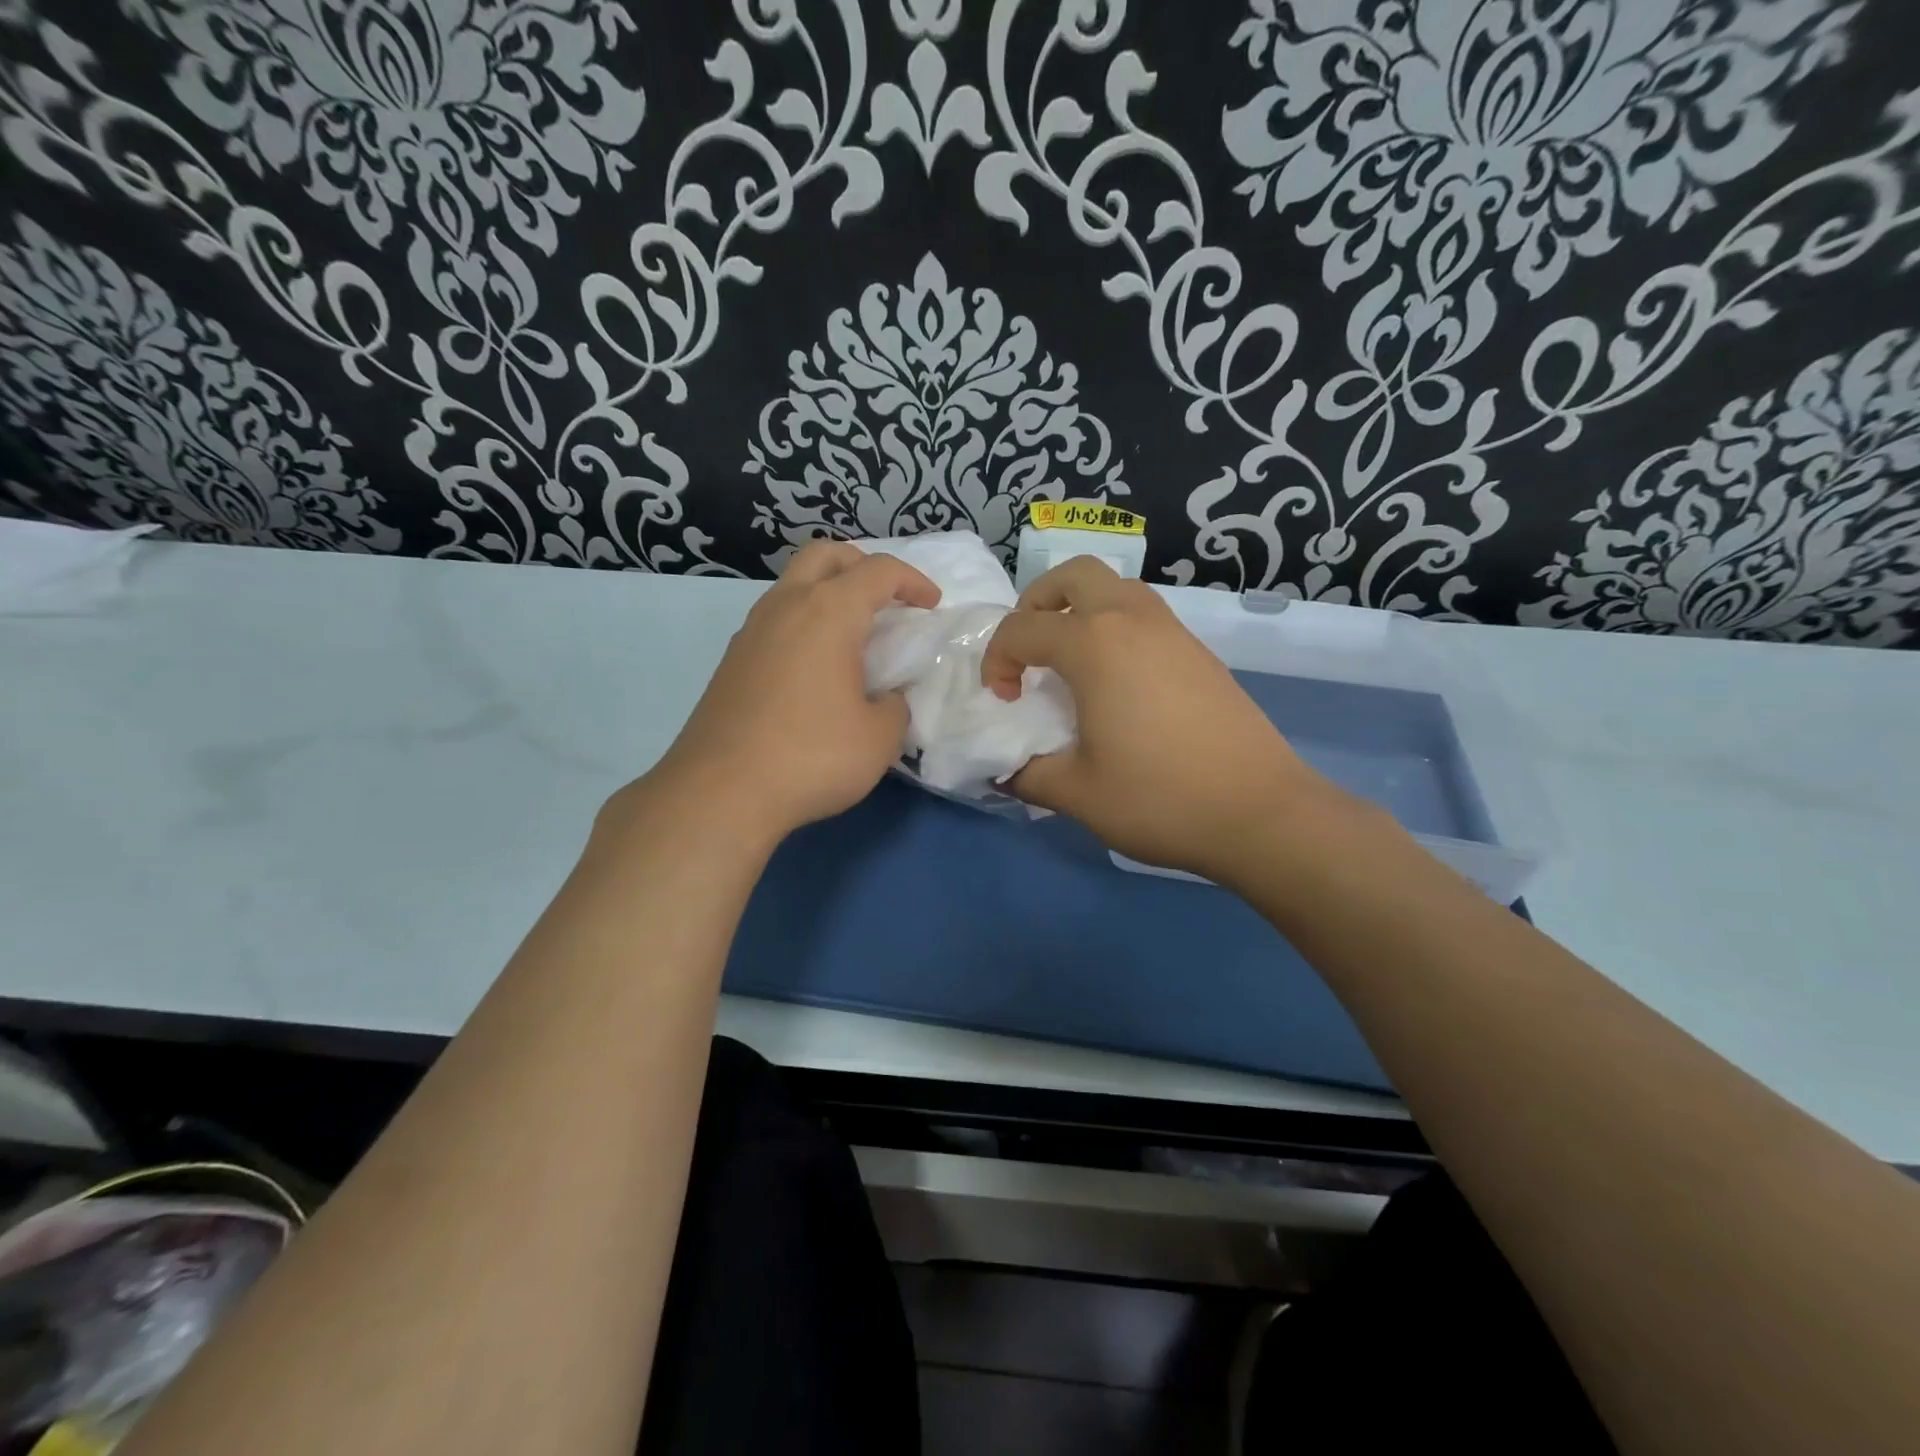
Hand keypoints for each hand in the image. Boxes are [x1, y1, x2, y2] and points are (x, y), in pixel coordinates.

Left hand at [632, 542, 939, 844]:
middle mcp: (786, 606)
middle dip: (863, 564)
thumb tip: (886, 698)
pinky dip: (804, 622)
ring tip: (854, 634)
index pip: (879, 571)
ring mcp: (751, 631)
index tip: (931, 606)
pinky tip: (817, 666)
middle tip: (887, 598)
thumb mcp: (879, 738)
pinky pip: (776, 619)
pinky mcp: (732, 660)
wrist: (721, 792)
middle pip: (826, 554)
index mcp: (828, 612)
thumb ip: (895, 706)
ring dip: (828, 591)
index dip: (913, 581)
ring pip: (794, 584)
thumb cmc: (811, 757)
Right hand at [980, 557, 1343, 885]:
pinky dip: (1116, 628)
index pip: (1022, 629)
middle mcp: (1133, 620)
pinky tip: (1118, 684)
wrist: (1261, 812)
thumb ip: (1026, 773)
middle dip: (1038, 602)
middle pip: (1074, 575)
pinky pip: (1145, 615)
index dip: (997, 661)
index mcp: (1095, 645)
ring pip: (1116, 587)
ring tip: (1071, 663)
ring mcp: (1173, 632)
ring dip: (1081, 609)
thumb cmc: (1159, 799)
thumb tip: (1004, 768)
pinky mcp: (1199, 652)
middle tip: (1031, 651)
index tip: (1003, 702)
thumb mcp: (1076, 794)